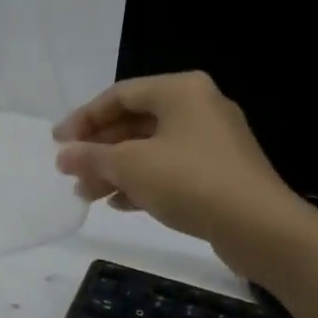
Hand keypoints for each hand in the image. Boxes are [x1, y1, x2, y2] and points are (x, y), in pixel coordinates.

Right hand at [53, 71, 317, 283]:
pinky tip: (120, 204)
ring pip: (151, 148)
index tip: (58, 144)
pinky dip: (143, 181)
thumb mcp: (130, 166)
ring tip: (88, 194)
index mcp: (180, 90)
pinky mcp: (221, 172)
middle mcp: (199, 107)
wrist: (260, 227)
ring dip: (116, 169)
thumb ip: (91, 157)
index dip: (83, 119)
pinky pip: (171, 168)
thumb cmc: (190, 181)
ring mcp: (213, 140)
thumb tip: (64, 156)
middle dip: (99, 149)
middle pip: (135, 122)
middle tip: (71, 172)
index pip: (119, 95)